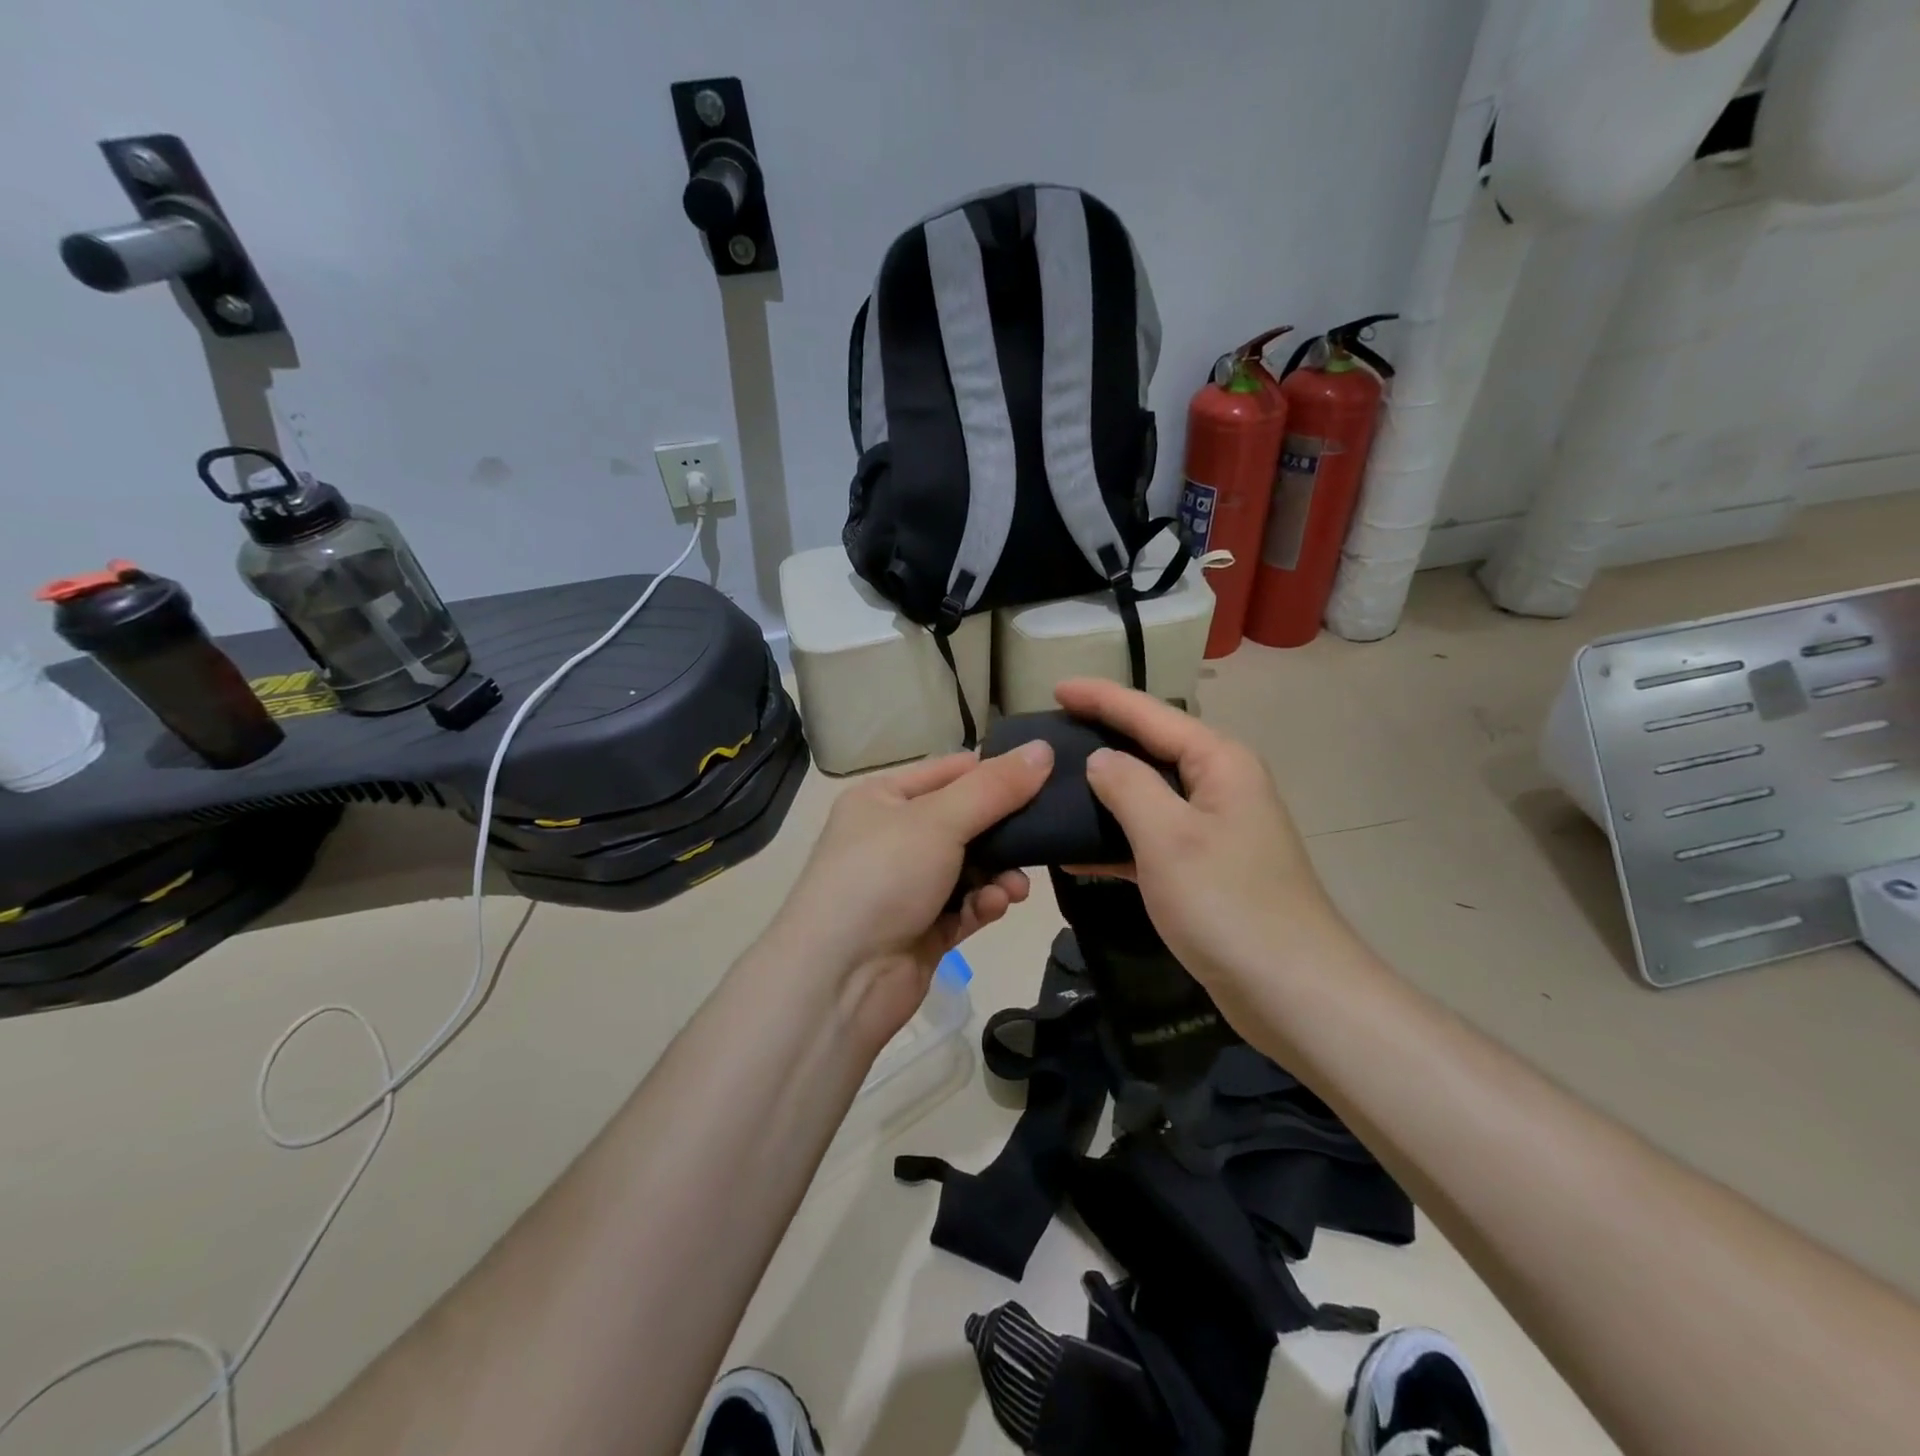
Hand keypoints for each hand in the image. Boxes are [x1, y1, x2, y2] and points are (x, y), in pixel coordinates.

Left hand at [772, 743, 1053, 1048]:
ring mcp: (907, 886)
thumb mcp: (939, 820)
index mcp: (883, 798)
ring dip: (999, 873)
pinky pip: (965, 907)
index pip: (949, 772)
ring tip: (1016, 887)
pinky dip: (983, 904)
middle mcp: (892, 837)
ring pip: (970, 867)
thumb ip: (995, 788)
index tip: (1045, 777)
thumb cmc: (883, 877)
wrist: (839, 980)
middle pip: (964, 821)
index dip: (994, 773)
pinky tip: (997, 906)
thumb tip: (1044, 748)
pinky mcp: (922, 929)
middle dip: (1004, 831)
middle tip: (1044, 835)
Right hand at [1054, 678, 1343, 990]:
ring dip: (1104, 791)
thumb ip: (1128, 787)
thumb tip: (1100, 760)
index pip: (1149, 714)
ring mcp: (1214, 829)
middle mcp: (1220, 785)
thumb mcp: (1168, 836)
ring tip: (1053, 785)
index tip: (1055, 687)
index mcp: (1219, 762)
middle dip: (1102, 737)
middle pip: (1151, 747)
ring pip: (1148, 795)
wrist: (1291, 990)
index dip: (1101, 697)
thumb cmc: (1227, 903)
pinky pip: (1151, 838)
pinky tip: (1075, 852)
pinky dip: (1116, 840)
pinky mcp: (1205, 868)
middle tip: (1050, 734)